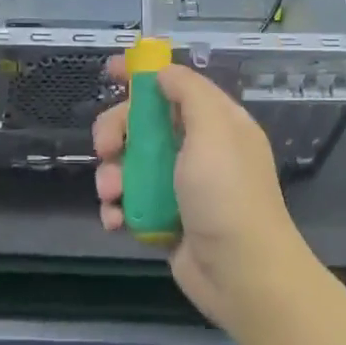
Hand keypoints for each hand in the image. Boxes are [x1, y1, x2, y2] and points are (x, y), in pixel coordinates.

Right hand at [93, 58, 318, 328]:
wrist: (241, 272)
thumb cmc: (226, 194)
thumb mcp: (213, 130)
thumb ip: (188, 93)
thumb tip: (164, 73)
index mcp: (215, 123)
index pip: (174, 86)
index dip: (142, 75)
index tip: (108, 71)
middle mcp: (197, 150)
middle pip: (143, 125)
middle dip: (116, 132)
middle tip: (104, 148)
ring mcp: (180, 187)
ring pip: (129, 165)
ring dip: (112, 176)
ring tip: (112, 194)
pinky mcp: (165, 219)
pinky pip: (131, 203)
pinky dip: (117, 209)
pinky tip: (115, 220)